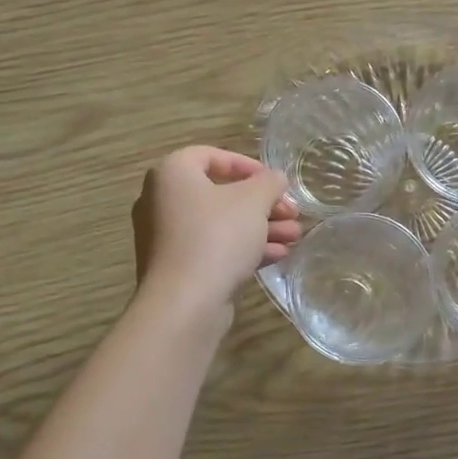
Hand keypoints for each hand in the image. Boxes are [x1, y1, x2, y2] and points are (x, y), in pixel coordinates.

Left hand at [132, 148, 300, 310]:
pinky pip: (214, 248)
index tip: (274, 181)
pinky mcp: (177, 267)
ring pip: (221, 223)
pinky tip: (278, 256)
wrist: (184, 303)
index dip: (247, 165)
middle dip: (262, 203)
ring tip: (295, 237)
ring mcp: (167, 237)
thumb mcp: (253, 201)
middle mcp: (162, 200)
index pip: (211, 155)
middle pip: (220, 193)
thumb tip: (275, 178)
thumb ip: (268, 182)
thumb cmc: (217, 237)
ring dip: (260, 227)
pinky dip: (243, 248)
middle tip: (292, 212)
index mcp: (172, 174)